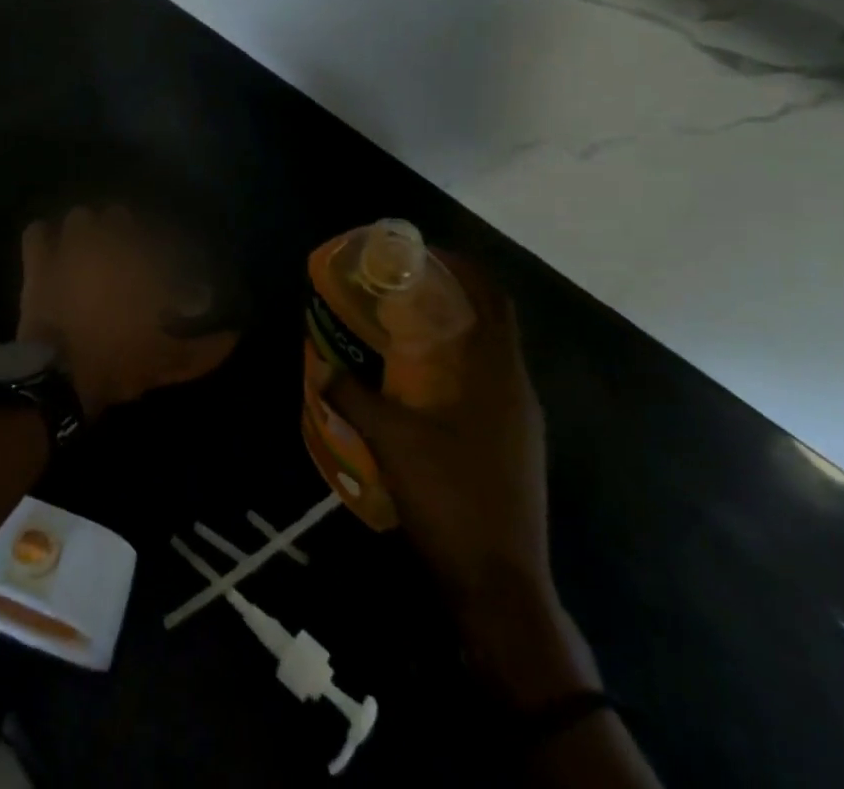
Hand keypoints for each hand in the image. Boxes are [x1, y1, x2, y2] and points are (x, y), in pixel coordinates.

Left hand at [18, 205, 237, 418]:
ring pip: (81, 217)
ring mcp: (70, 248)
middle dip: (125, 231)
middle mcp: (108, 245)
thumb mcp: (170, 363)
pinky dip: (44, 236)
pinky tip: (52, 248)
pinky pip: (37, 231)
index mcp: (143, 264)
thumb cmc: (119, 364)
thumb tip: (235, 336)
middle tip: (127, 255)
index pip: (163, 239)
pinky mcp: (39, 261)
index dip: (168, 251)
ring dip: (88, 230)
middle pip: (120, 216)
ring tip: (90, 248)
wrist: (58, 377)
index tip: (167, 270)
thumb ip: (206, 348)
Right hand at [321, 265, 601, 708]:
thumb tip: (325, 367)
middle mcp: (517, 391)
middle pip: (490, 323)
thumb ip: (355, 397)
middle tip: (399, 288)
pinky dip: (452, 371)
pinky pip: (483, 389)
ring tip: (399, 330)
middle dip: (449, 298)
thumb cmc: (452, 500)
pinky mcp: (511, 450)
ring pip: (486, 358)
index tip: (423, 254)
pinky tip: (415, 387)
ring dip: (450, 336)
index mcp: (500, 376)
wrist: (499, 589)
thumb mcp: (392, 441)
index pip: (494, 299)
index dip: (465, 267)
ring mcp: (518, 425)